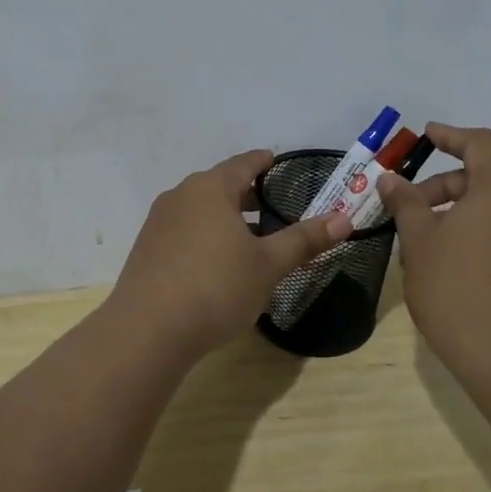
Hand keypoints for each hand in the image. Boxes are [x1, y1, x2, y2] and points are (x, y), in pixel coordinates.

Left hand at [107, 150, 352, 365]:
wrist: (148, 330)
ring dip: (225, 218)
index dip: (263, 162)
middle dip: (246, 194)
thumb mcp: (268, 265)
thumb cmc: (216, 287)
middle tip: (272, 205)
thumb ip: (304, 239)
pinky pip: (183, 231)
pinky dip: (205, 236)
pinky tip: (216, 263)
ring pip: (199, 210)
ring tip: (249, 237)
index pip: (242, 164)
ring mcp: (158, 223)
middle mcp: (180, 196)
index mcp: (210, 189)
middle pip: (219, 185)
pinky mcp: (146, 250)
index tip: (276, 162)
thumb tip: (344, 218)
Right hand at [375, 123, 490, 388]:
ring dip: (453, 215)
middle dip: (440, 188)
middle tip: (405, 210)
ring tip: (418, 245)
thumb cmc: (456, 288)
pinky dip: (472, 236)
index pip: (481, 144)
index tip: (425, 137)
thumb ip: (406, 203)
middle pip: (483, 179)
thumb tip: (390, 179)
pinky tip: (444, 267)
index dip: (451, 135)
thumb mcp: (419, 241)